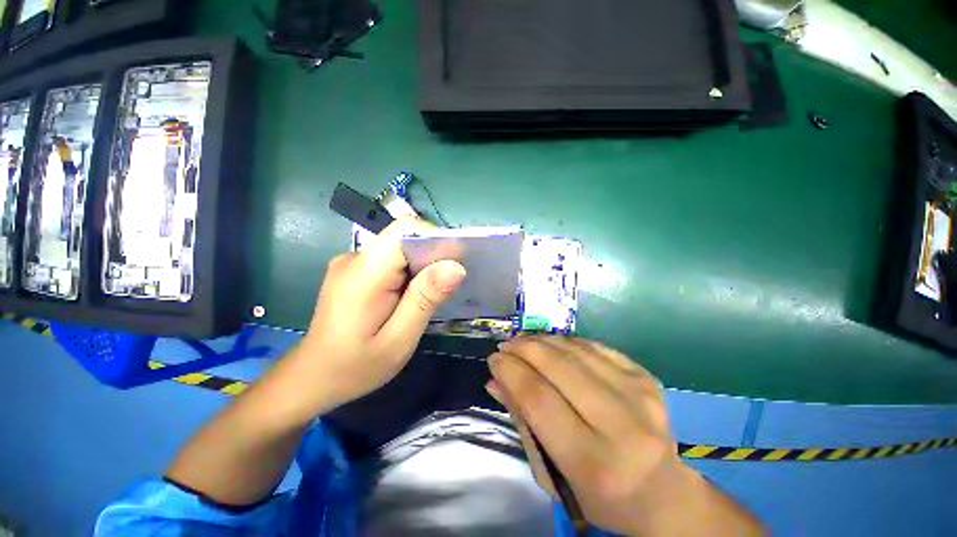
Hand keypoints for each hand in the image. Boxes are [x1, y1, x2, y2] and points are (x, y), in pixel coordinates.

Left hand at [277, 217, 465, 419]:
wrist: (313, 377)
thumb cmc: (355, 366)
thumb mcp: (399, 339)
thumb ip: (425, 299)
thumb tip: (456, 266)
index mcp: (365, 272)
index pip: (405, 230)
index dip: (435, 239)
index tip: (456, 262)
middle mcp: (356, 257)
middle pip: (405, 238)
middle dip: (432, 257)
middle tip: (446, 288)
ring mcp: (353, 262)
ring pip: (400, 249)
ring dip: (421, 267)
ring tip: (428, 297)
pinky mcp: (356, 270)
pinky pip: (391, 259)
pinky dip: (409, 272)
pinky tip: (410, 297)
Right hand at [486, 337, 761, 535]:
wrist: (661, 493)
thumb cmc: (599, 494)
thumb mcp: (552, 473)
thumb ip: (523, 421)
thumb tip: (495, 380)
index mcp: (594, 462)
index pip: (539, 399)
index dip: (511, 372)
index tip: (494, 359)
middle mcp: (622, 425)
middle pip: (559, 368)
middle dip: (524, 348)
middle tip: (506, 344)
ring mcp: (640, 396)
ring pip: (577, 351)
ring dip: (543, 340)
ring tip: (524, 341)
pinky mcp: (647, 378)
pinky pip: (596, 347)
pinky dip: (568, 341)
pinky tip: (554, 344)